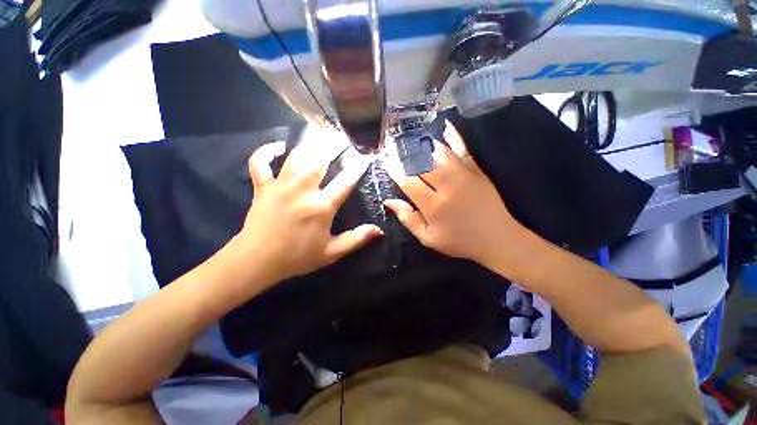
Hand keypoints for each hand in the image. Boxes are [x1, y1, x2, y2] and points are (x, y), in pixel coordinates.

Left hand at [235, 125, 382, 284]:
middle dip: (332, 146)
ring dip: (308, 143)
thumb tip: (378, 230)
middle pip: (319, 161)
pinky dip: (266, 151)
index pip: (345, 182)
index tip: (366, 156)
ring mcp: (280, 186)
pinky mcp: (262, 187)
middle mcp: (302, 191)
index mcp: (321, 207)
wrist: (257, 261)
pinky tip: (277, 146)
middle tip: (341, 136)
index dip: (357, 168)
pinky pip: (260, 163)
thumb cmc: (297, 257)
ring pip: (295, 157)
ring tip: (318, 133)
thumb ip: (356, 239)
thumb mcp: (331, 253)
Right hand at [383, 122, 525, 270]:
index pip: (408, 182)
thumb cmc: (459, 241)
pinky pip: (463, 150)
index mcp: (433, 205)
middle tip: (393, 144)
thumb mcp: (429, 238)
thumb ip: (408, 219)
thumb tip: (389, 201)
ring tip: (411, 136)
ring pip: (439, 153)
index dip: (394, 170)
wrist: (497, 238)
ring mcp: (463, 176)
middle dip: (405, 153)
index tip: (385, 160)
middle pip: (421, 164)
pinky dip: (454, 136)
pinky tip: (446, 125)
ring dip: (424, 143)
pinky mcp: (476, 171)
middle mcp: (446, 186)